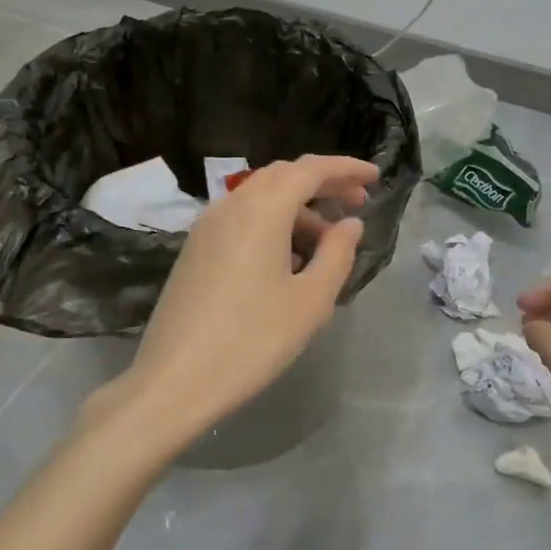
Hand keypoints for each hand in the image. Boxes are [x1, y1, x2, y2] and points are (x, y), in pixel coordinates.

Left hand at [95, 155, 377, 452]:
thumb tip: (349, 224)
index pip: (310, 169)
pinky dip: (272, 224)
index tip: (375, 177)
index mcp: (261, 209)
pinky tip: (288, 260)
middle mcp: (231, 205)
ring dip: (298, 208)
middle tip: (357, 203)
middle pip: (283, 176)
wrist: (175, 380)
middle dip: (323, 183)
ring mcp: (206, 226)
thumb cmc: (253, 339)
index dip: (346, 169)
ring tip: (327, 243)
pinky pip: (241, 219)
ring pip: (260, 199)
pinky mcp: (194, 249)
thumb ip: (337, 254)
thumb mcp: (310, 301)